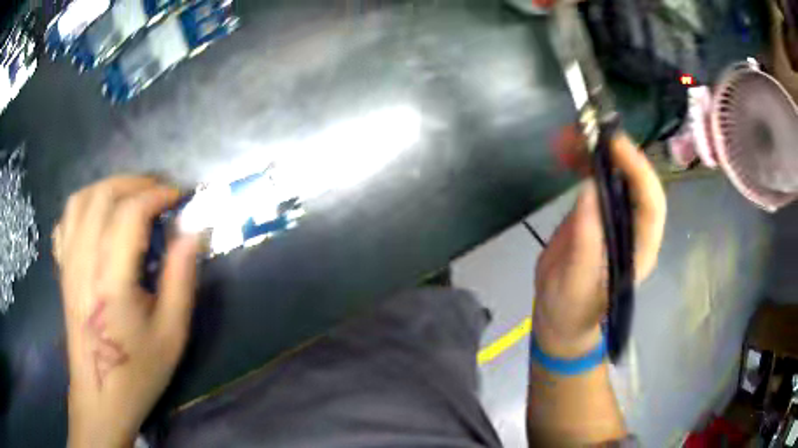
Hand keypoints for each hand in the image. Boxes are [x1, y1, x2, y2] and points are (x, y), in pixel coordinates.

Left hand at [53, 176, 201, 447]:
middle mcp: (83, 262)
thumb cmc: (138, 371)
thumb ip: (181, 279)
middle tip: (158, 193)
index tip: (178, 197)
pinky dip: (84, 205)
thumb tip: (191, 232)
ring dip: (108, 187)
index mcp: (110, 281)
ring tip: (131, 198)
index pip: (129, 213)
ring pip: (81, 200)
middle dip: (134, 183)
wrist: (101, 395)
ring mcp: (68, 264)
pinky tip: (99, 217)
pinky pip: (66, 220)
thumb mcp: (171, 334)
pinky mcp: (63, 270)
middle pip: (102, 195)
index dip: (156, 195)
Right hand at [533, 134, 665, 357]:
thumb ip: (587, 243)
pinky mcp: (596, 211)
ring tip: (568, 137)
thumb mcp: (577, 284)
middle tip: (587, 131)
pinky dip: (582, 160)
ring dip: (596, 150)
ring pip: (616, 174)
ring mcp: (615, 217)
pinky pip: (595, 178)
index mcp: (640, 249)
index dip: (638, 171)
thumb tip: (589, 188)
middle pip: (636, 180)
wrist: (560, 317)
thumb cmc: (573, 310)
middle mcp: (634, 227)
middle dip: (616, 152)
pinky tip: (566, 151)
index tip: (614, 144)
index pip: (652, 204)